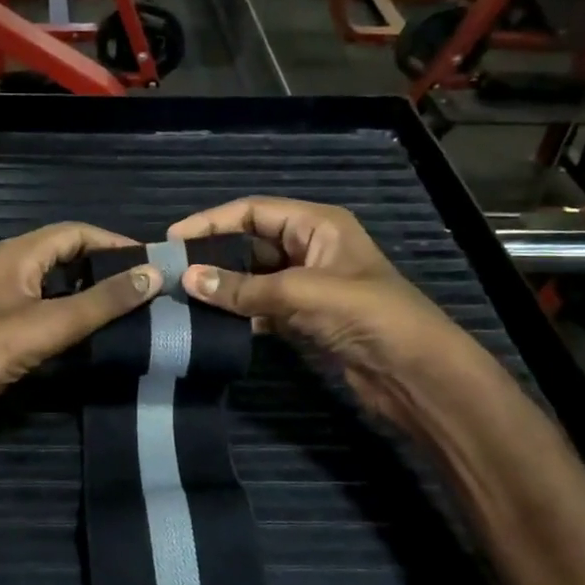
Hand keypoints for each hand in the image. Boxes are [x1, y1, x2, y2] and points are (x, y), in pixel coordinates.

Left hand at [0, 222, 162, 435]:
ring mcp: (9, 300)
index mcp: (19, 254)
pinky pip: (50, 310)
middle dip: (106, 266)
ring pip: (60, 285)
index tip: (152, 262)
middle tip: (146, 285)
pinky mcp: (8, 329)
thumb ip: (103, 301)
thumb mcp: (51, 323)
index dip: (114, 242)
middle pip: (69, 255)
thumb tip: (154, 274)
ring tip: (132, 307)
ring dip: (93, 292)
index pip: (76, 232)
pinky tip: (98, 332)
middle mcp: (13, 268)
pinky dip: (76, 315)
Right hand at [168, 197, 480, 424]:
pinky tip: (208, 322)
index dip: (212, 221)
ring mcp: (305, 285)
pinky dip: (237, 314)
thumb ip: (244, 288)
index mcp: (317, 225)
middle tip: (170, 271)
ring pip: (252, 278)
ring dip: (222, 287)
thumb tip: (187, 280)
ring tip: (180, 297)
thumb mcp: (302, 294)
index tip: (173, 239)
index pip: (253, 211)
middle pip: (249, 243)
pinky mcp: (302, 319)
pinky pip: (260, 308)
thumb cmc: (367, 315)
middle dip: (213, 255)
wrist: (413, 373)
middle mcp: (309, 248)